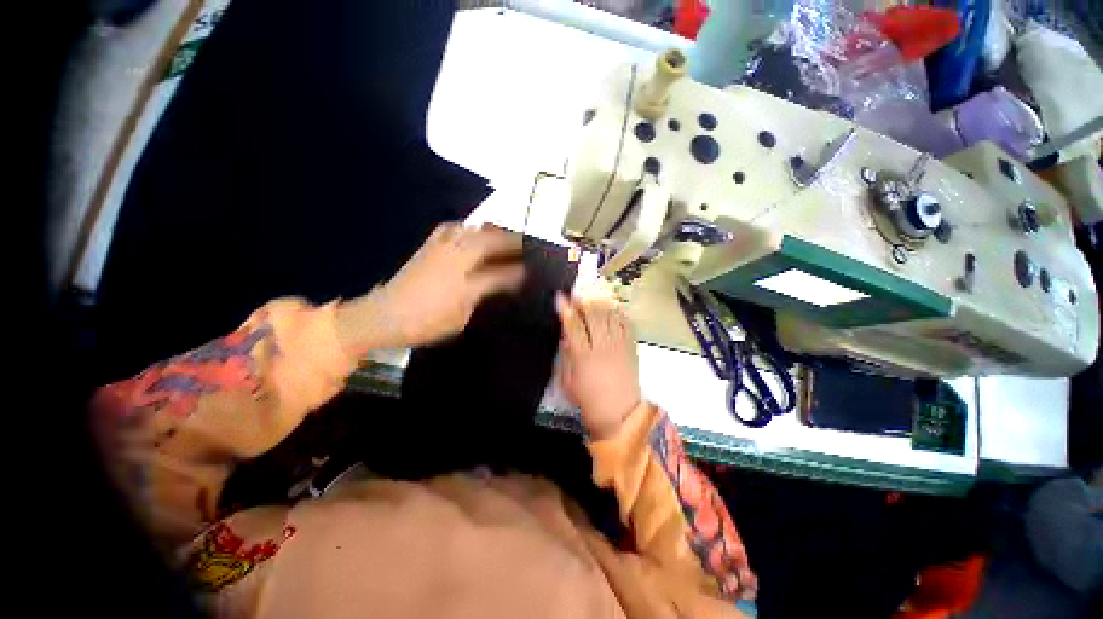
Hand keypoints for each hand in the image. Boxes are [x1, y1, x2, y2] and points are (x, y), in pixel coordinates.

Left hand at [336, 223, 523, 354]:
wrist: (384, 315)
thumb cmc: (427, 321)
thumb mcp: (462, 314)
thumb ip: (486, 292)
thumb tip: (508, 281)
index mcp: (465, 278)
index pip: (501, 271)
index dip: (520, 270)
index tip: (534, 270)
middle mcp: (455, 256)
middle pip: (490, 240)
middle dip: (512, 241)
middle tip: (527, 245)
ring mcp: (441, 247)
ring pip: (473, 230)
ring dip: (493, 232)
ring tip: (505, 237)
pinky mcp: (429, 245)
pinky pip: (453, 228)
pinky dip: (468, 228)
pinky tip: (472, 233)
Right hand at [555, 287, 641, 440]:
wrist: (620, 413)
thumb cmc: (588, 399)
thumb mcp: (567, 381)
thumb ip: (566, 355)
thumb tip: (566, 334)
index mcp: (584, 356)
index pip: (573, 326)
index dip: (566, 309)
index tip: (560, 297)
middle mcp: (603, 346)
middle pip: (594, 315)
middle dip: (585, 299)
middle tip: (578, 289)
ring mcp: (619, 345)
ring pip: (611, 315)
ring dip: (602, 300)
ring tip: (595, 289)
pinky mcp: (631, 347)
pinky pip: (626, 323)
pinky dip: (619, 311)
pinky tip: (613, 304)